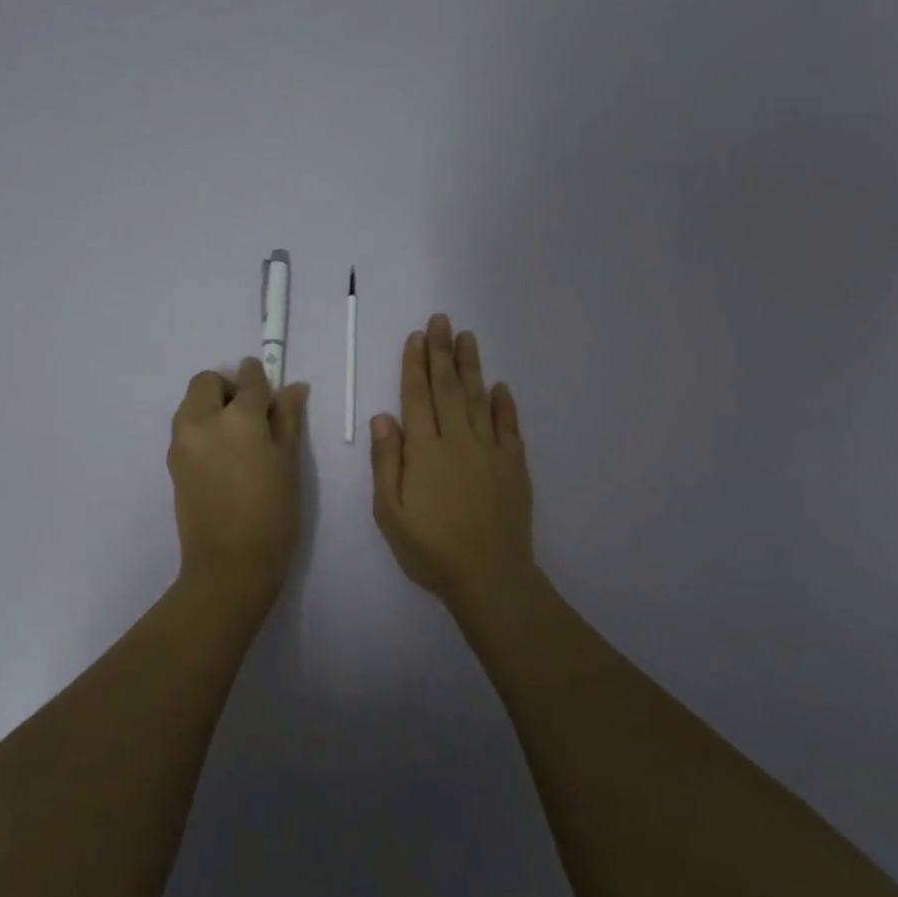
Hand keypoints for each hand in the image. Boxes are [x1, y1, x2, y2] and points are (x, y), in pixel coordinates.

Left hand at [168, 357, 309, 605]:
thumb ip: (288, 419)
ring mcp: (182, 442)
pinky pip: (185, 429)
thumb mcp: (288, 463)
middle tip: (250, 416)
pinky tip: (221, 459)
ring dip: (210, 406)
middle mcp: (203, 421)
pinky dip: (201, 428)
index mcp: (239, 418)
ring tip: (235, 439)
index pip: (249, 380)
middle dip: (228, 387)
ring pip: (191, 403)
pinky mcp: (172, 463)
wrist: (230, 564)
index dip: (260, 377)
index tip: (268, 386)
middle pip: (207, 382)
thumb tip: (293, 387)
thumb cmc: (273, 514)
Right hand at [370, 314, 535, 610]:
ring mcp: (490, 451)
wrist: (490, 576)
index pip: (417, 397)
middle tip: (442, 320)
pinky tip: (501, 386)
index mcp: (424, 450)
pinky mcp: (514, 465)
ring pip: (479, 398)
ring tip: (467, 337)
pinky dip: (504, 404)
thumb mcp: (390, 512)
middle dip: (443, 352)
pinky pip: (509, 426)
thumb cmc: (430, 549)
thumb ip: (386, 463)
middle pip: (449, 388)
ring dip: (472, 366)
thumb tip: (383, 418)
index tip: (417, 336)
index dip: (415, 365)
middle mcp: (457, 440)